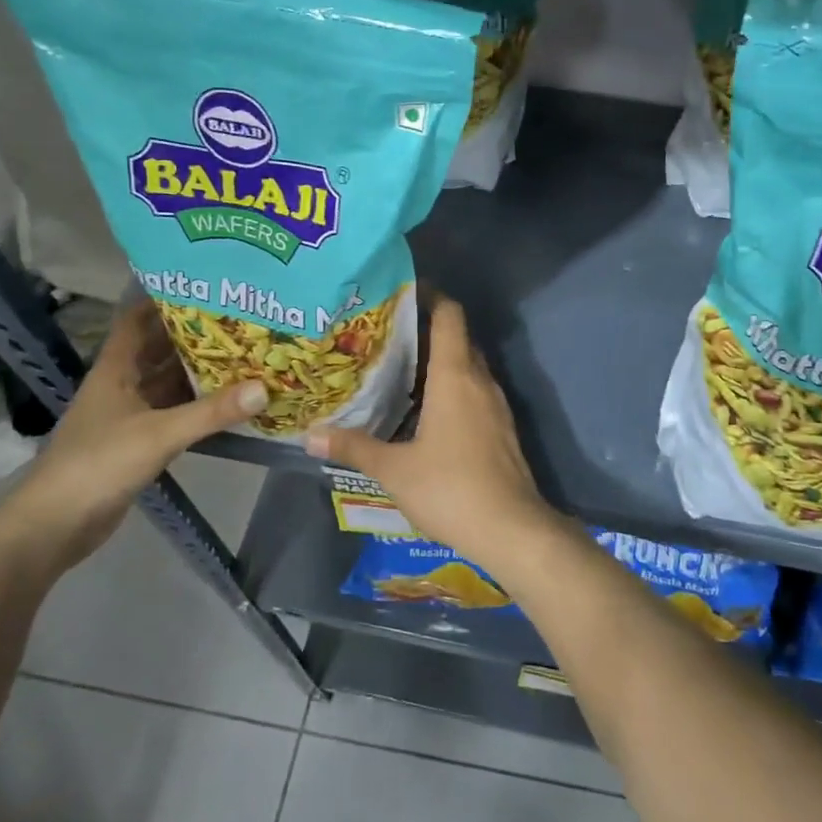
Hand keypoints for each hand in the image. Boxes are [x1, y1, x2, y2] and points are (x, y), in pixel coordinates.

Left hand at [0, 302, 264, 572]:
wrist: (56, 524)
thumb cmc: (98, 464)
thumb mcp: (159, 434)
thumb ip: (211, 412)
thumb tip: (264, 387)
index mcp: (116, 369)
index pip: (138, 319)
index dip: (165, 297)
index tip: (205, 283)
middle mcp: (123, 384)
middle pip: (161, 348)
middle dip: (197, 333)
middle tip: (242, 317)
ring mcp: (131, 414)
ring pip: (170, 381)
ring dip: (201, 370)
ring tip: (246, 351)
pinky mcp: (140, 441)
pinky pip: (176, 411)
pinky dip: (200, 404)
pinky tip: (231, 400)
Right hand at [305, 297, 567, 572]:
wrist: (511, 529)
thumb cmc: (450, 488)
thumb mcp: (393, 469)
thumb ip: (354, 447)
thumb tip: (310, 435)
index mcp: (456, 376)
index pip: (450, 315)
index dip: (430, 296)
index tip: (402, 292)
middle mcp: (480, 381)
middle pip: (459, 338)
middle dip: (428, 330)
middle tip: (389, 334)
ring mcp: (497, 406)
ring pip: (469, 368)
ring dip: (442, 362)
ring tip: (402, 369)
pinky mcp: (503, 429)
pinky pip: (476, 393)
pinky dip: (454, 389)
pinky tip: (427, 411)